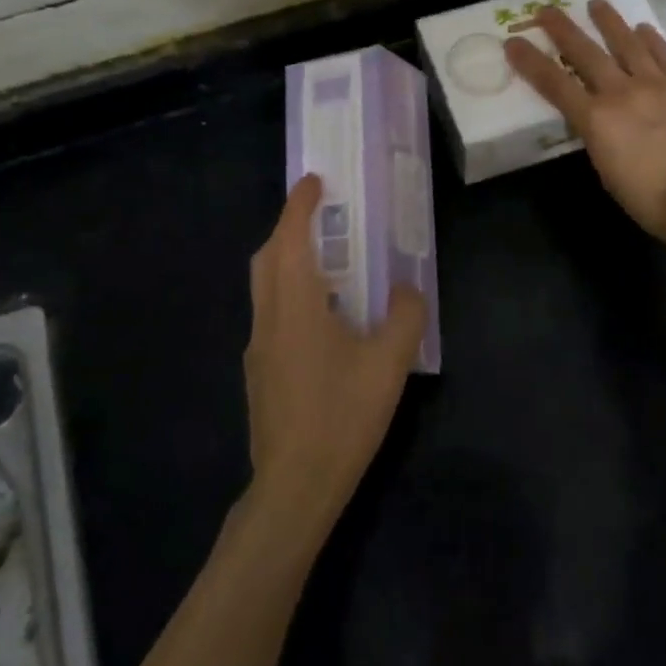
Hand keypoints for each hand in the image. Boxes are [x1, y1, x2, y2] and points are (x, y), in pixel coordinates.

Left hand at [243, 174, 426, 536]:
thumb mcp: (389, 364)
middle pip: (267, 257)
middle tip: (322, 217)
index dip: (300, 204)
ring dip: (288, 262)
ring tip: (328, 265)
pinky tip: (322, 321)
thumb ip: (405, 316)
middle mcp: (268, 318)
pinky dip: (290, 295)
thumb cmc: (342, 416)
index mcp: (295, 305)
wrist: (295, 485)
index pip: (290, 237)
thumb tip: (407, 288)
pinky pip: (271, 314)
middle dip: (288, 228)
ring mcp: (257, 347)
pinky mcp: (259, 372)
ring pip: (265, 287)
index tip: (315, 180)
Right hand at [506, 0, 665, 253]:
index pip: (554, 83)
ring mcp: (658, 84)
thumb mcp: (607, 171)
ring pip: (628, 43)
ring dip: (609, 22)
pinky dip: (651, 39)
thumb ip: (598, 137)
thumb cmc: (650, 199)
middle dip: (563, 29)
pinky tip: (643, 28)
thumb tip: (598, 121)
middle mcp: (622, 92)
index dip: (530, 62)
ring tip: (596, 3)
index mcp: (596, 120)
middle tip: (547, 9)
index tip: (513, 42)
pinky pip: (665, 55)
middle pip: (586, 53)